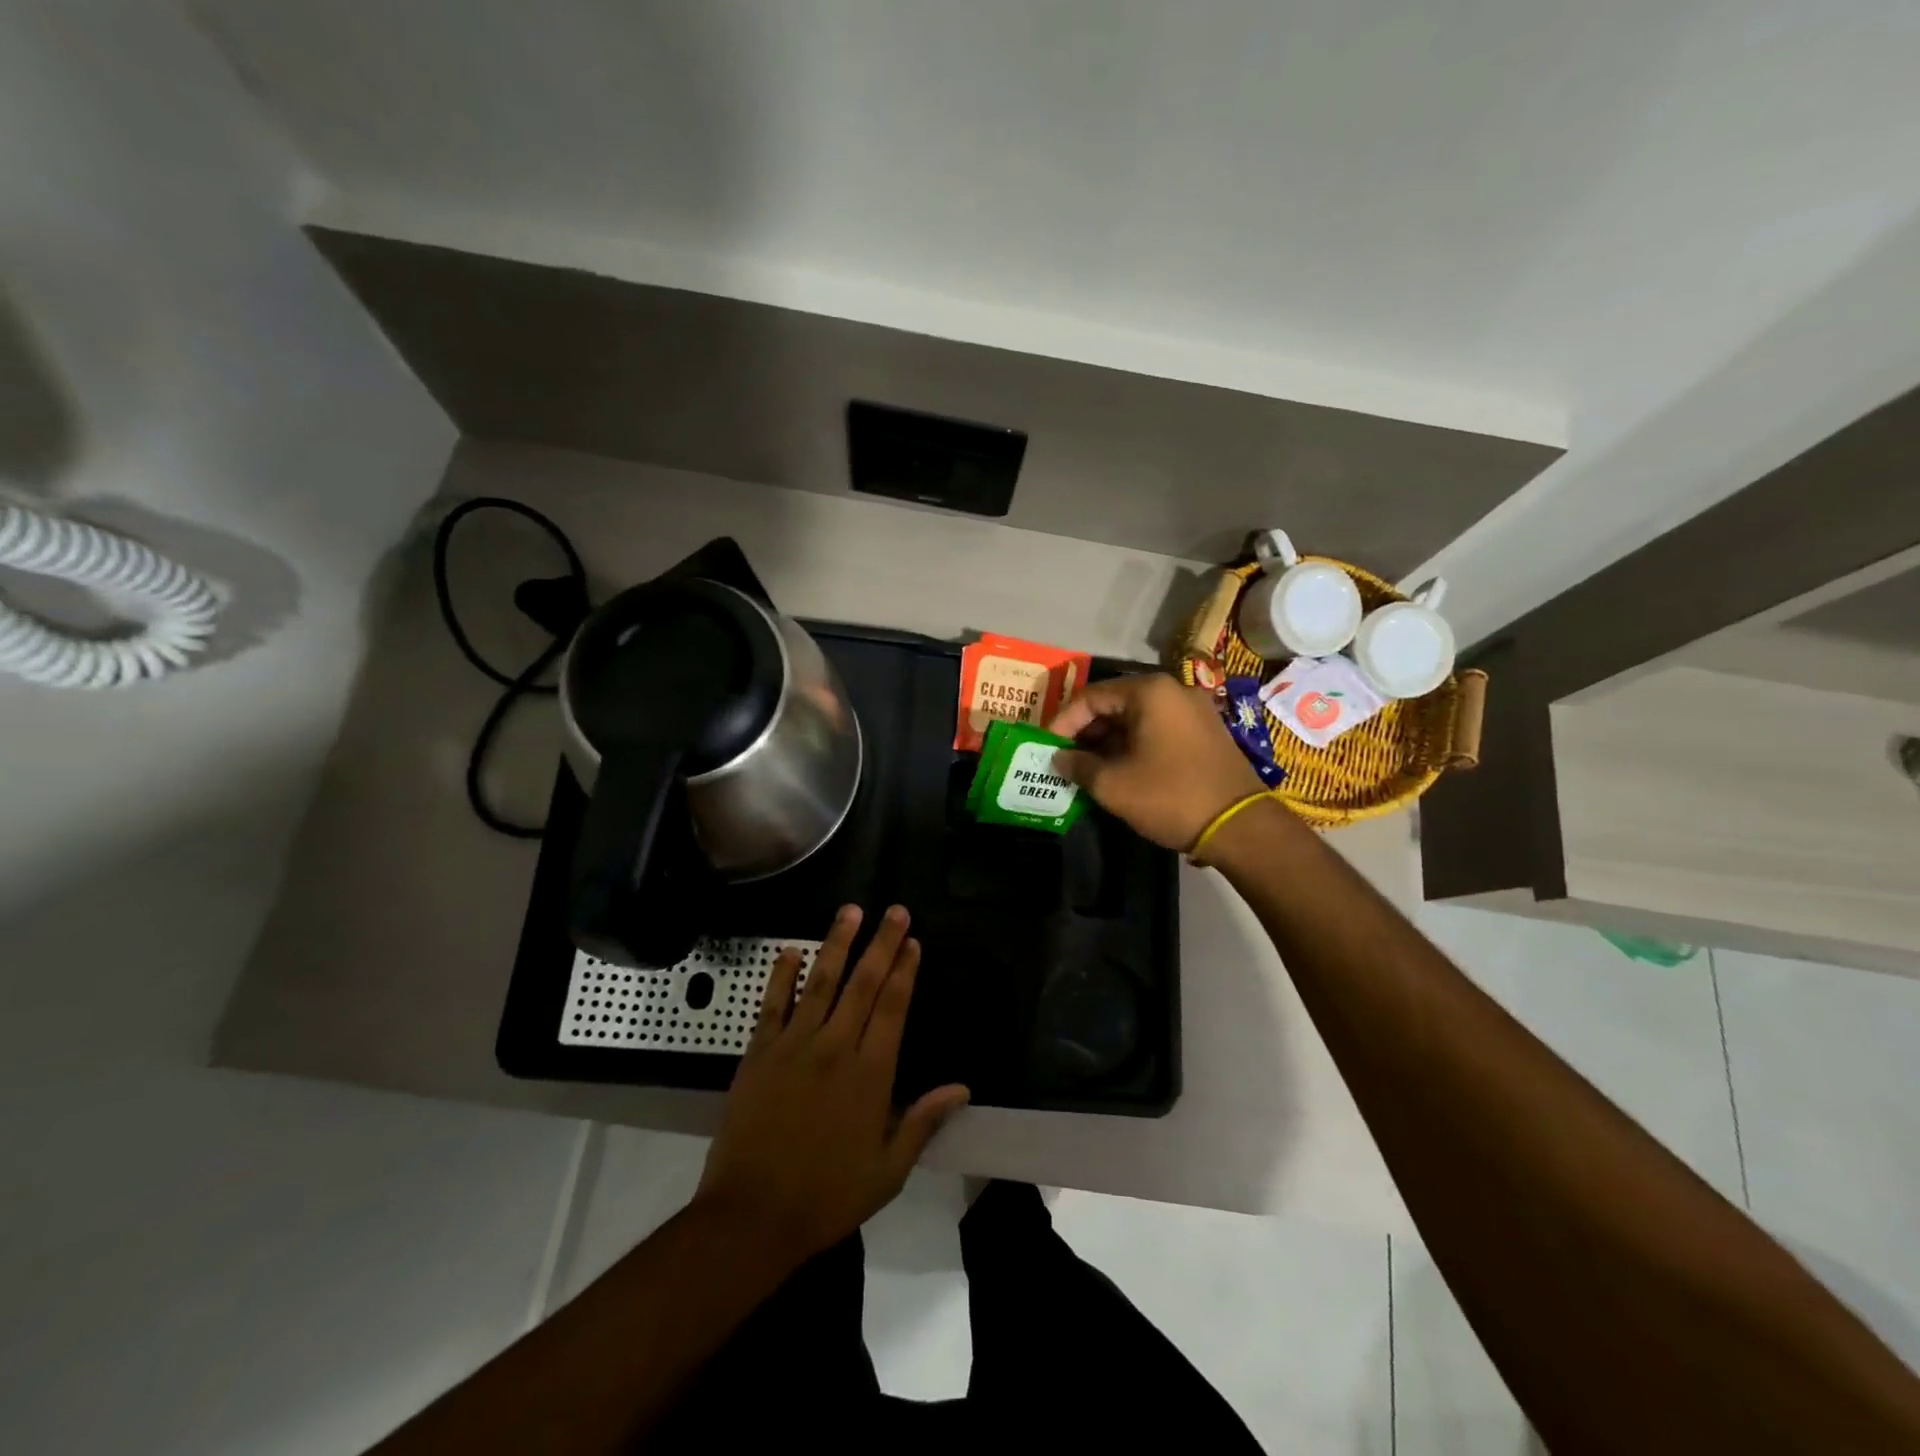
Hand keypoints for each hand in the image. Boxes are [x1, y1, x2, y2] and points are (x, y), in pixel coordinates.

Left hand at [694, 904, 970, 1263]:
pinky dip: (781, 976)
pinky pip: (772, 1004)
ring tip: (850, 911)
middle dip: (881, 943)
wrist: (751, 1218)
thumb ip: (923, 1122)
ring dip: (837, 944)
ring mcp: (794, 1046)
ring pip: (820, 982)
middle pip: (863, 984)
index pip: (893, 1007)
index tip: (913, 940)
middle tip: (894, 910)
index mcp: (870, 1074)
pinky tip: (790, 951)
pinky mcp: (759, 1053)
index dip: (904, 970)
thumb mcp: (887, 1171)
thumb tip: (962, 1088)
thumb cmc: (826, 1197)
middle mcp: (835, 1048)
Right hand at [1049, 672, 1265, 852]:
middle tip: (1064, 759)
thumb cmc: (1170, 797)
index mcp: (1149, 692)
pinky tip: (1118, 770)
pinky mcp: (1204, 732)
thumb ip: (1078, 766)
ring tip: (1087, 768)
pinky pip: (1157, 729)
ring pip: (1136, 718)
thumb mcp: (1113, 785)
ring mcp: (1193, 711)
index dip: (1063, 723)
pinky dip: (1133, 745)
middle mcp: (1173, 691)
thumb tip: (1059, 759)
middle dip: (1085, 732)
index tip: (1047, 748)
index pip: (1090, 697)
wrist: (1240, 826)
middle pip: (1114, 704)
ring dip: (1108, 741)